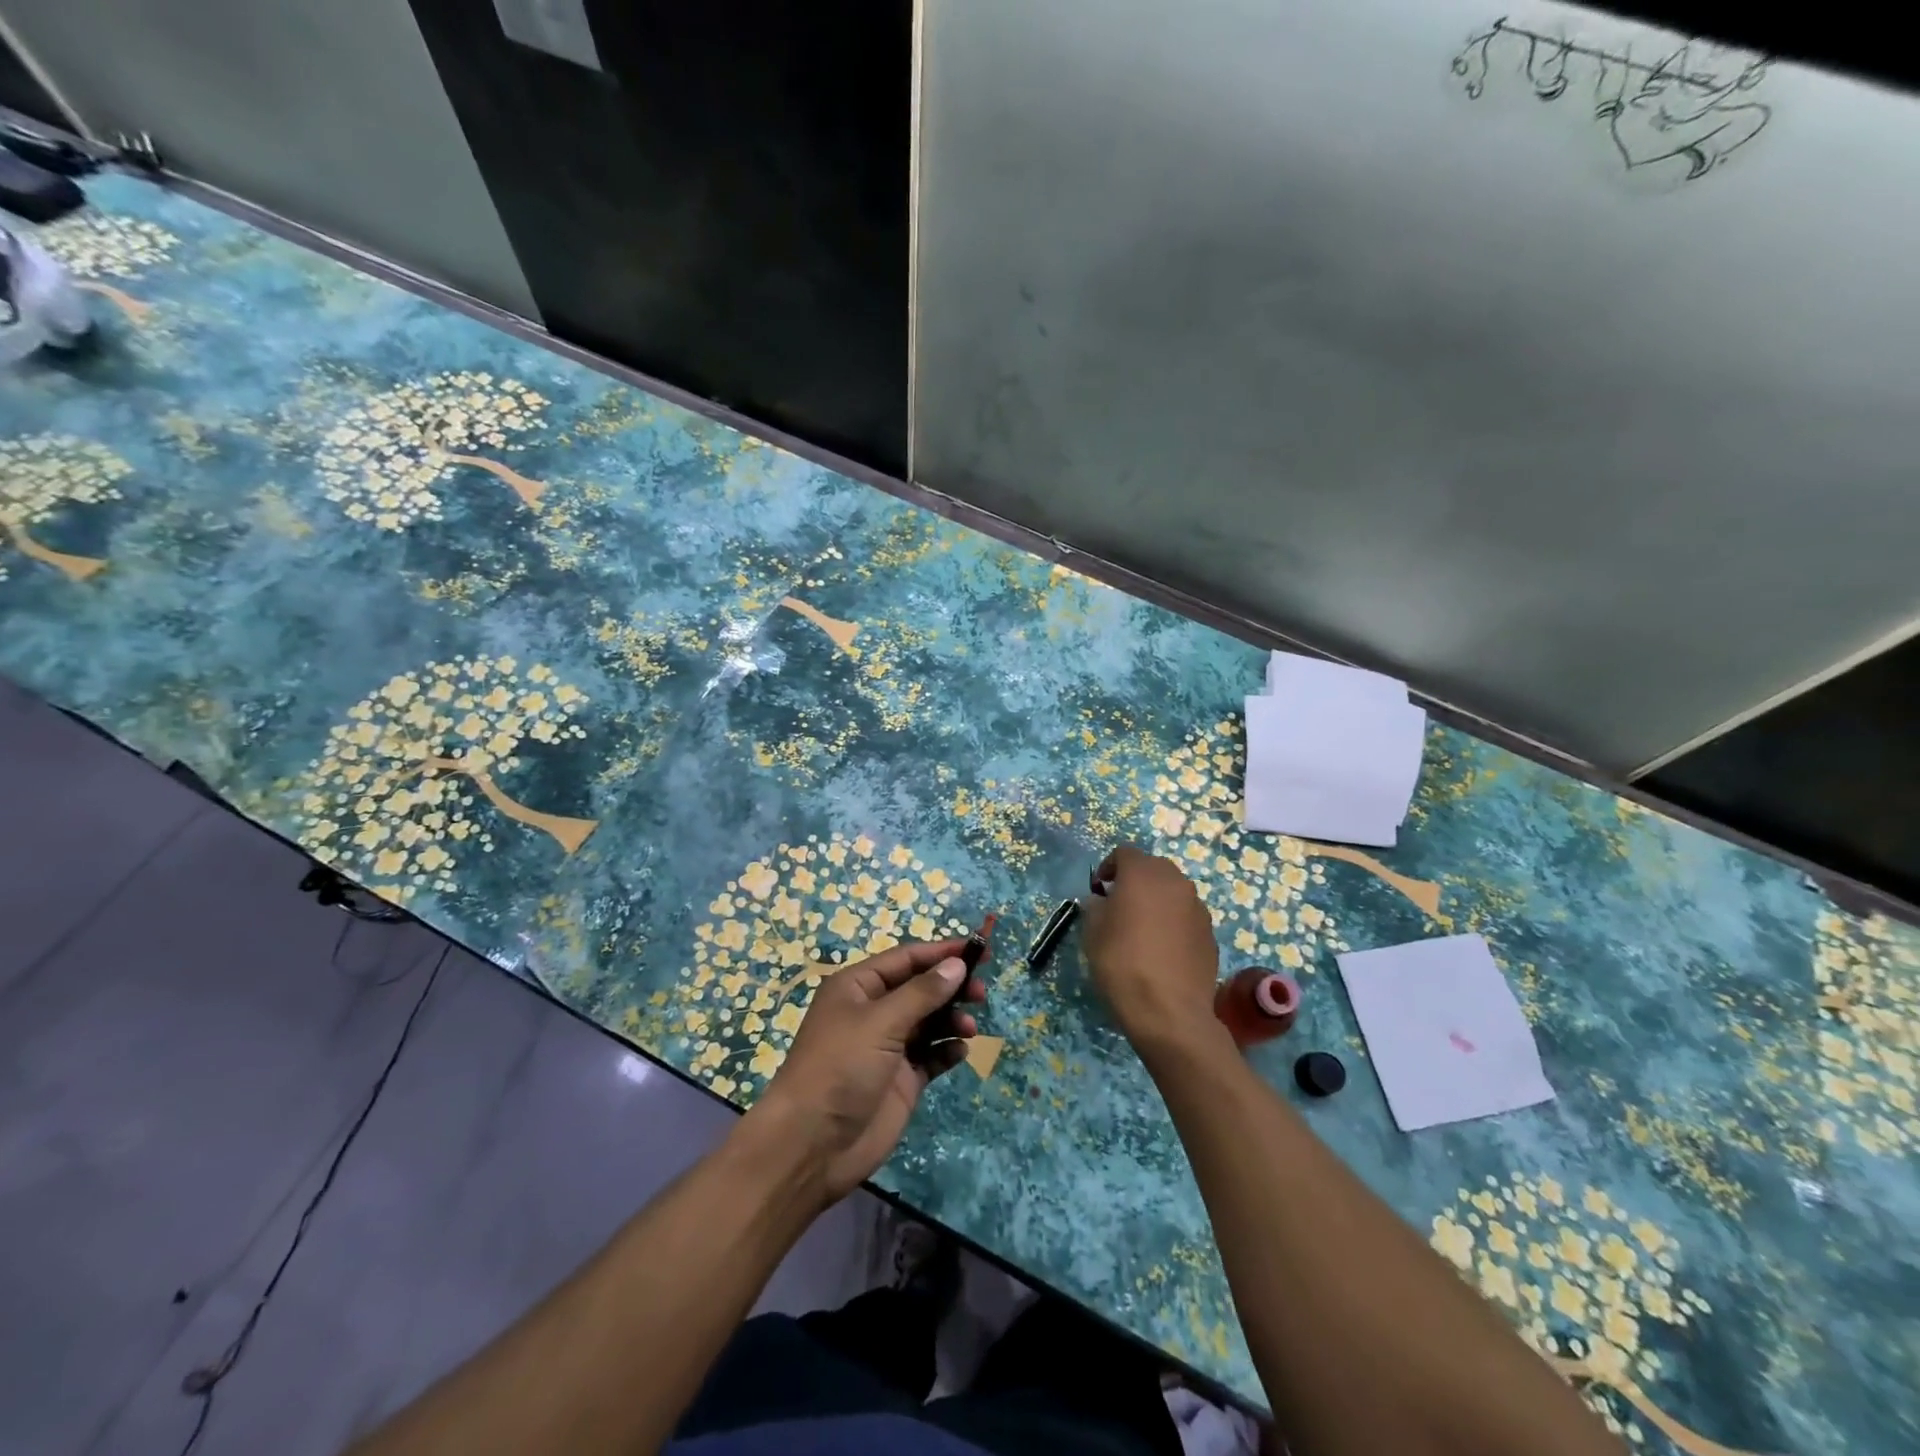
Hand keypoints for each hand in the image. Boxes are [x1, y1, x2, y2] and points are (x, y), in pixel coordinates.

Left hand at [748, 939, 986, 1202]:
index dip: (942, 953)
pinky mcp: (901, 1080)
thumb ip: (923, 993)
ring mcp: (888, 1047)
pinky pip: (931, 1056)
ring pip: (929, 1021)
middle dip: (951, 987)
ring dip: (952, 1019)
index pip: (907, 959)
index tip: (979, 951)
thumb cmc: (840, 1068)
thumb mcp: (881, 1022)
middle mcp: (873, 1012)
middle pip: (921, 988)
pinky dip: (947, 1050)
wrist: (811, 1145)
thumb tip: (957, 964)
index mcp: (858, 987)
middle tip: (981, 994)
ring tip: (970, 1028)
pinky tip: (960, 1051)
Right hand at [1083, 846, 1221, 1056]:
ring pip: (1172, 891)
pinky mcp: (1210, 933)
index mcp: (1144, 874)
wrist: (1169, 1012)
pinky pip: (1186, 916)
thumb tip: (1102, 901)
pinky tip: (1161, 949)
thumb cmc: (1122, 963)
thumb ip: (1095, 906)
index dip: (1108, 868)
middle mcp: (1175, 882)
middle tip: (1119, 906)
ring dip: (1156, 900)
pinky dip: (1173, 922)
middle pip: (1153, 868)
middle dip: (1135, 880)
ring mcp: (1197, 907)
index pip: (1124, 853)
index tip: (1098, 891)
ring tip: (1142, 929)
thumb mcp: (1092, 932)